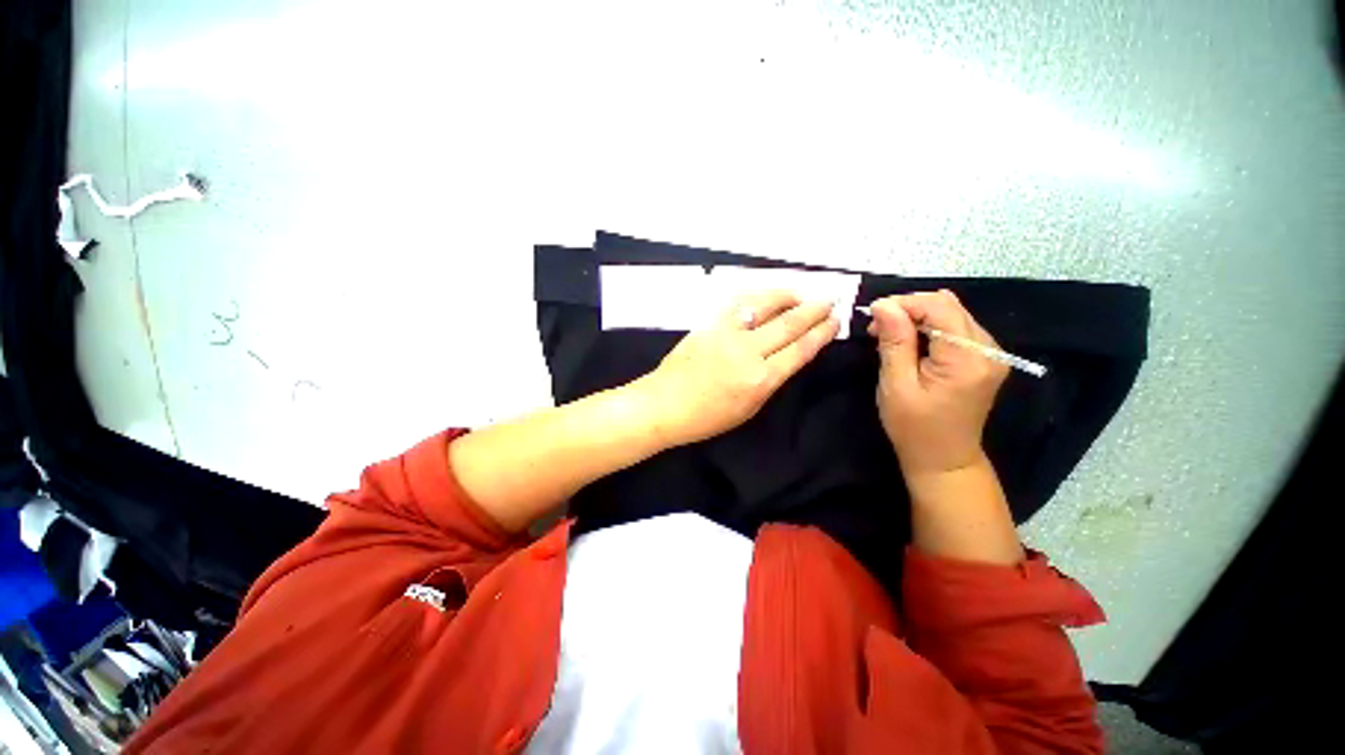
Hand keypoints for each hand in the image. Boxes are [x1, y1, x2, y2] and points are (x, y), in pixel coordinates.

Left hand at [637, 292, 839, 447]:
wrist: (664, 404)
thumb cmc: (706, 417)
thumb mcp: (748, 409)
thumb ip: (769, 381)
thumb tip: (785, 357)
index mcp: (760, 380)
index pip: (799, 350)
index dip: (820, 333)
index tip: (834, 321)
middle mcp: (747, 352)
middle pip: (788, 325)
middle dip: (813, 310)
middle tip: (830, 299)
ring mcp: (726, 334)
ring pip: (764, 307)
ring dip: (786, 297)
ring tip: (801, 294)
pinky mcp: (709, 324)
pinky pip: (737, 304)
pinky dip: (756, 296)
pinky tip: (766, 295)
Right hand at [868, 290, 1008, 478]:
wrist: (943, 459)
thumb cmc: (914, 428)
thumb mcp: (896, 385)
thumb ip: (894, 342)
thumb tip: (883, 305)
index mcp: (968, 359)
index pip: (939, 307)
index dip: (904, 303)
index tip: (873, 315)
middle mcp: (988, 349)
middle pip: (948, 305)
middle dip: (909, 308)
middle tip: (877, 327)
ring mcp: (990, 353)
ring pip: (951, 312)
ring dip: (916, 317)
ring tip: (888, 336)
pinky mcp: (983, 358)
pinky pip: (954, 327)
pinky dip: (928, 328)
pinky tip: (909, 343)